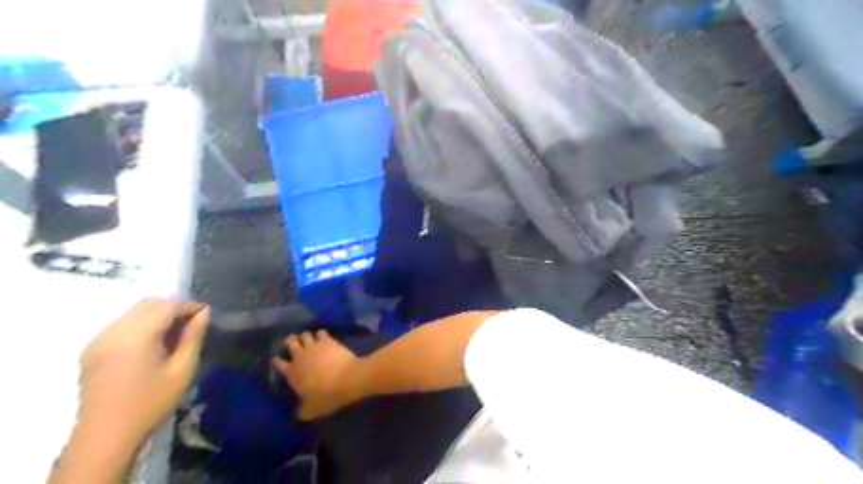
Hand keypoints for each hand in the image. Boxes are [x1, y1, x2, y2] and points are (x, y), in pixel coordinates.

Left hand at [78, 298, 208, 442]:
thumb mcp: (182, 370)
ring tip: (175, 333)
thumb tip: (203, 314)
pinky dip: (141, 323)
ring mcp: (99, 339)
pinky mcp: (92, 348)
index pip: (168, 305)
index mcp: (136, 335)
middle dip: (174, 307)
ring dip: (158, 314)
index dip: (190, 306)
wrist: (106, 436)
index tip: (207, 316)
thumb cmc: (151, 403)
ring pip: (134, 311)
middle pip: (149, 303)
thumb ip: (193, 337)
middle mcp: (114, 330)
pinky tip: (152, 342)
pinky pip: (121, 323)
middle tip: (193, 324)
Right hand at [274, 330, 358, 421]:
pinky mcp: (328, 340)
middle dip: (290, 341)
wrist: (347, 379)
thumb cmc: (326, 396)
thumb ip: (303, 412)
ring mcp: (314, 346)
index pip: (279, 364)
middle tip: (293, 342)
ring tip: (307, 338)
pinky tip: (323, 336)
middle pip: (290, 343)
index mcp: (292, 373)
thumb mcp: (312, 410)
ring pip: (304, 335)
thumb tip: (298, 415)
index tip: (277, 359)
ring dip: (305, 336)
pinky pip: (321, 332)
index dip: (277, 361)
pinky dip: (320, 334)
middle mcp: (300, 356)